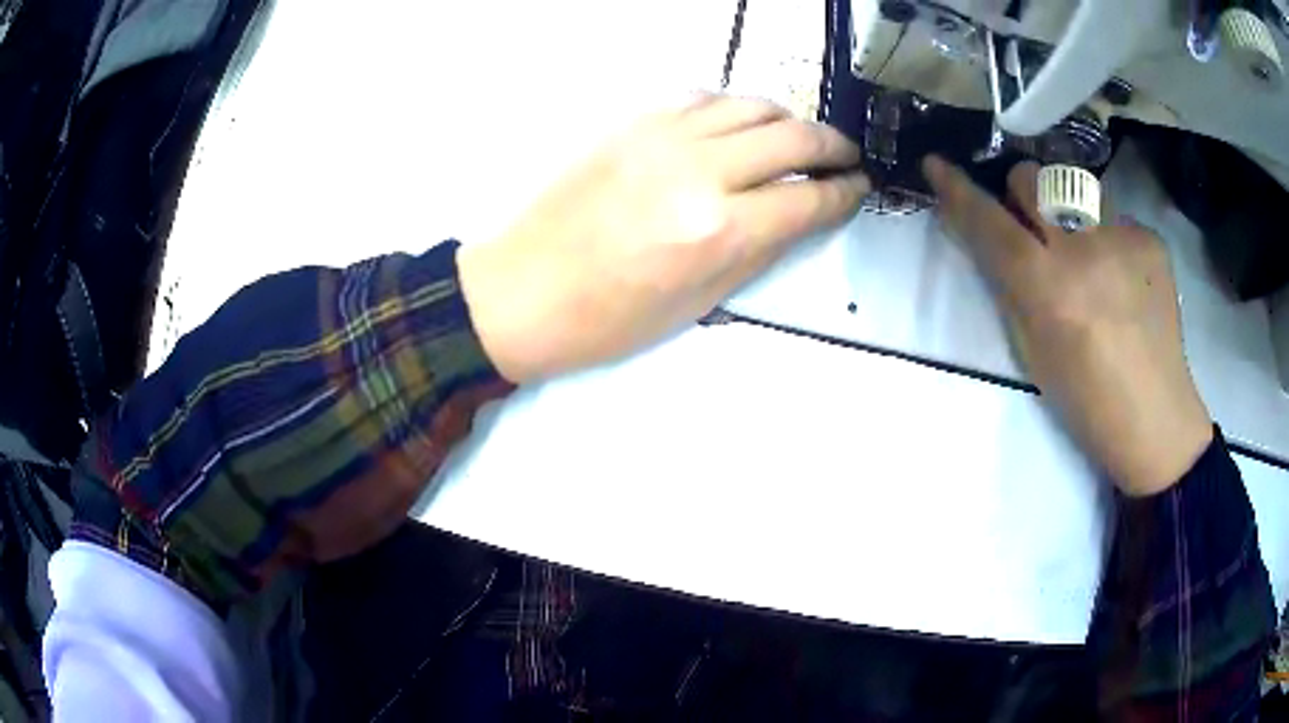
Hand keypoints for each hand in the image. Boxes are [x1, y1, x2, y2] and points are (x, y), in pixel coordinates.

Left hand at [458, 95, 868, 383]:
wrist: (522, 290)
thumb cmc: (608, 318)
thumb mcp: (699, 303)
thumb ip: (759, 250)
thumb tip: (801, 214)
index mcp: (718, 232)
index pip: (809, 198)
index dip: (845, 192)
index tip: (859, 187)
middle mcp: (698, 171)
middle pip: (793, 137)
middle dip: (833, 145)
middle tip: (845, 156)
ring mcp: (661, 137)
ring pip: (750, 104)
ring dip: (787, 119)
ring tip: (797, 138)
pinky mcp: (631, 122)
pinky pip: (702, 97)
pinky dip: (733, 108)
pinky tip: (737, 126)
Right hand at [923, 157, 1211, 496]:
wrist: (1154, 417)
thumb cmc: (1085, 399)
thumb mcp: (1032, 350)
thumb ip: (1009, 287)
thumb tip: (989, 237)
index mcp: (1048, 289)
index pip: (991, 223)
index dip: (959, 191)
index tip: (937, 164)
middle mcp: (1084, 249)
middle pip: (1032, 178)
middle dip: (1022, 195)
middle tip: (1035, 228)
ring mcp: (1123, 237)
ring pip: (1075, 188)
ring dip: (1068, 212)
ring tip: (1090, 257)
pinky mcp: (1151, 238)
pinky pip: (1114, 217)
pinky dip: (1108, 239)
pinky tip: (1123, 278)